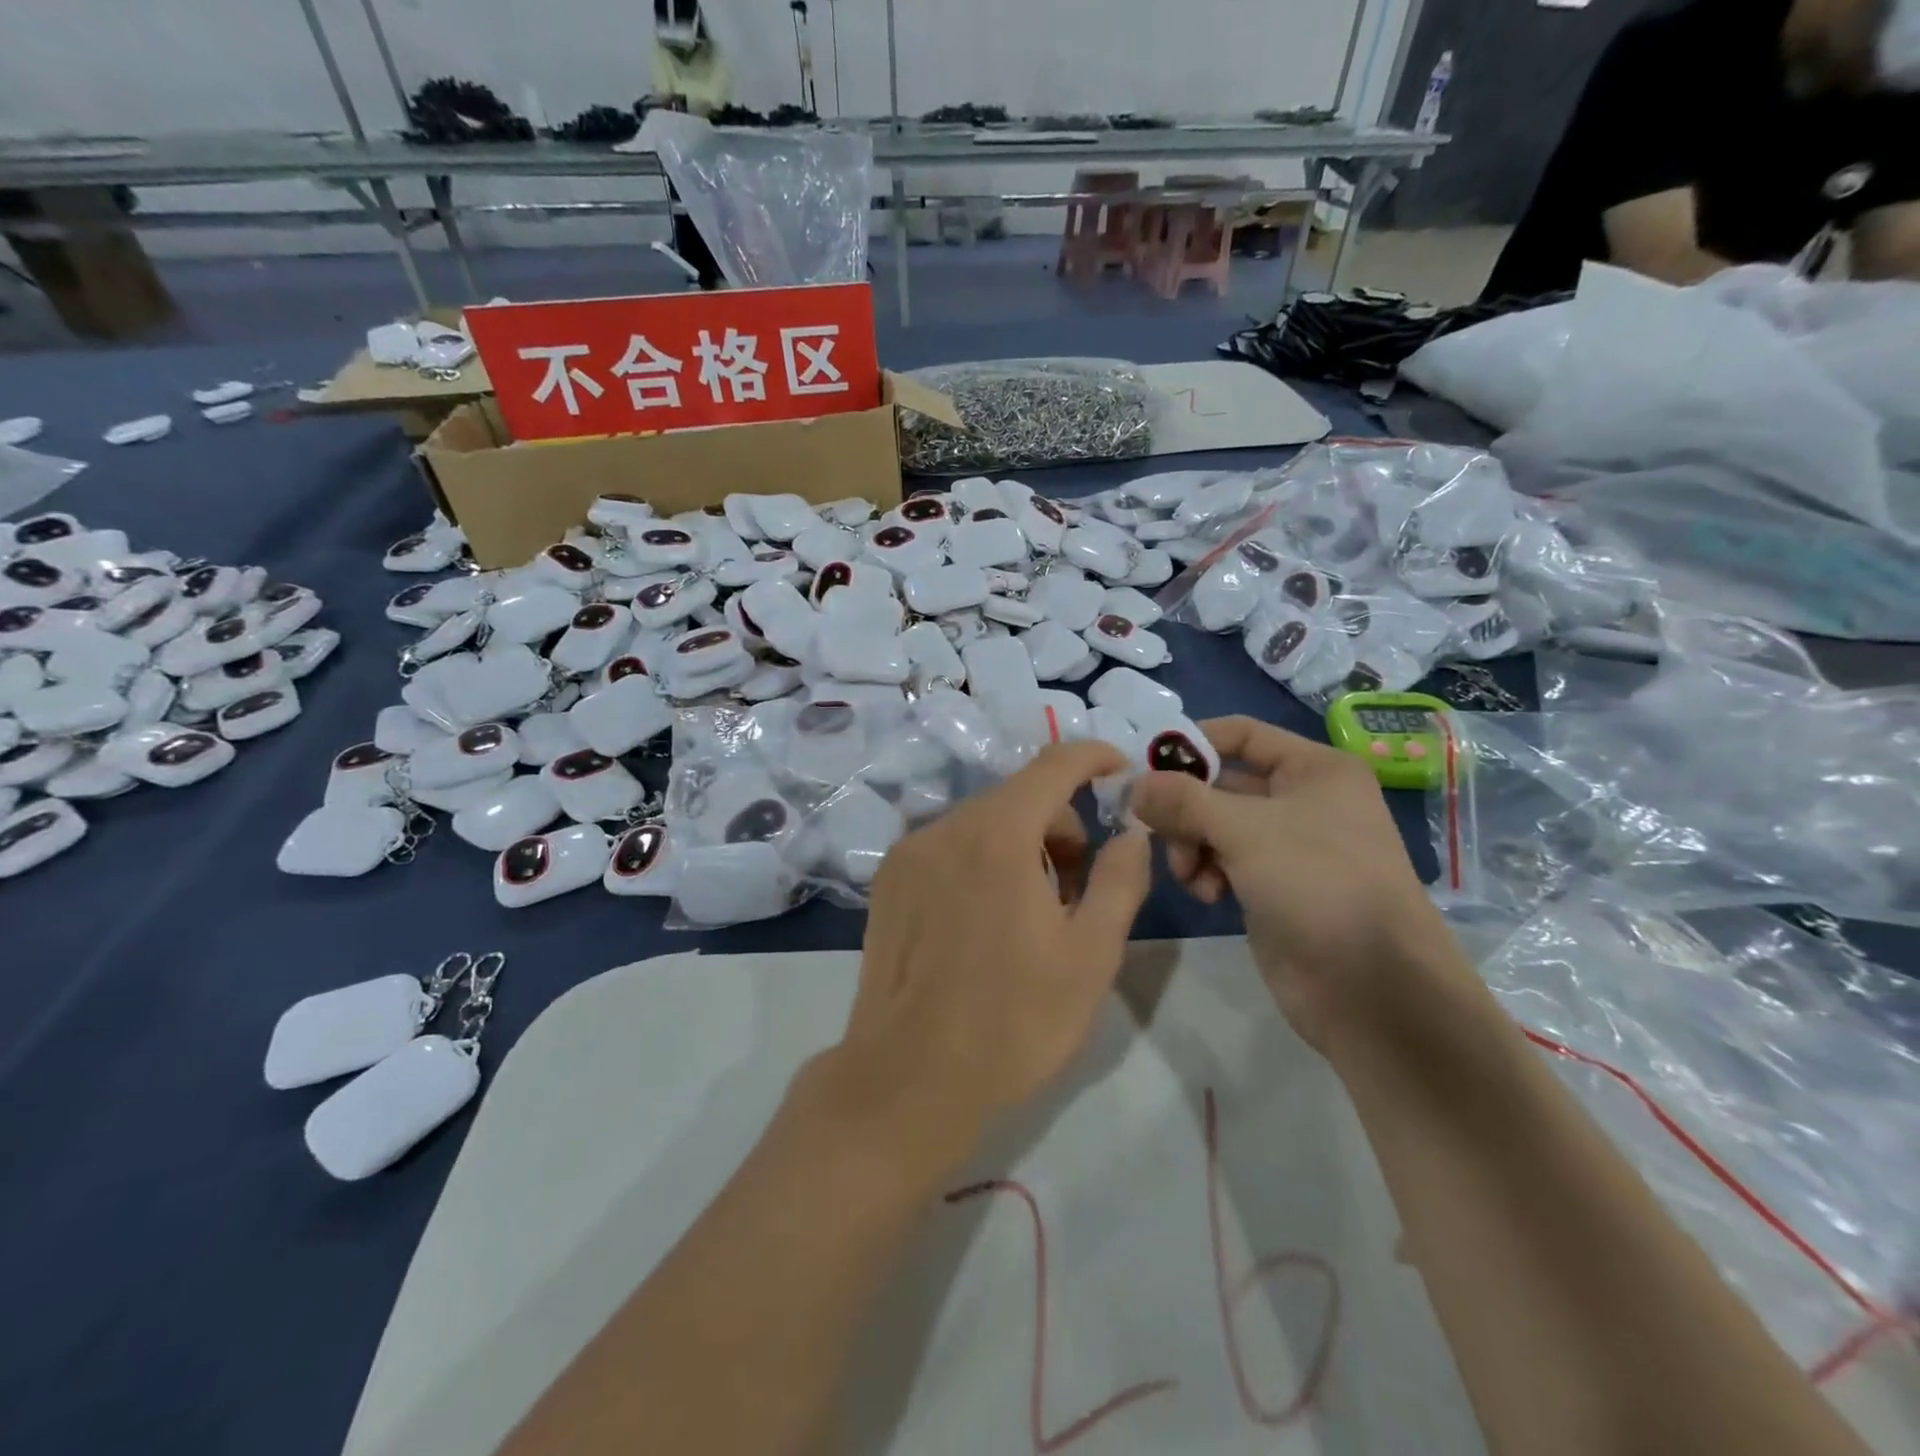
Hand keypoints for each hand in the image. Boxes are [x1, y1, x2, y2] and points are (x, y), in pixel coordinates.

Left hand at [823, 742, 1151, 1166]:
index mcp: (997, 834)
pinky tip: (984, 923)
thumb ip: (1120, 878)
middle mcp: (945, 827)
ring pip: (982, 823)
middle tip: (1076, 888)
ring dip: (1020, 846)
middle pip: (1018, 797)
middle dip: (1060, 825)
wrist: (909, 1080)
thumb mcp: (1091, 954)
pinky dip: (980, 861)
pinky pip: (948, 848)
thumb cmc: (1014, 1021)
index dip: (1094, 759)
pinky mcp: (887, 882)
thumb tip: (1130, 831)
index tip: (1121, 776)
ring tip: (1031, 914)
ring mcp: (908, 853)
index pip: (1054, 764)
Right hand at [1127, 715, 1450, 1049]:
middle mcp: (1302, 800)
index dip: (1192, 744)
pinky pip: (1223, 862)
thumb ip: (1183, 800)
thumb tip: (1134, 784)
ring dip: (1190, 844)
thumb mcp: (1246, 830)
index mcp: (1314, 770)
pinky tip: (1207, 895)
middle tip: (1156, 831)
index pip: (1240, 734)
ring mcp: (1287, 847)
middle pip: (1220, 783)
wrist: (1373, 988)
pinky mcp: (1272, 887)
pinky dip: (1205, 872)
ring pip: (1215, 826)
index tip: (1145, 768)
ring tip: (1189, 874)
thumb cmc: (1318, 885)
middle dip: (1185, 807)